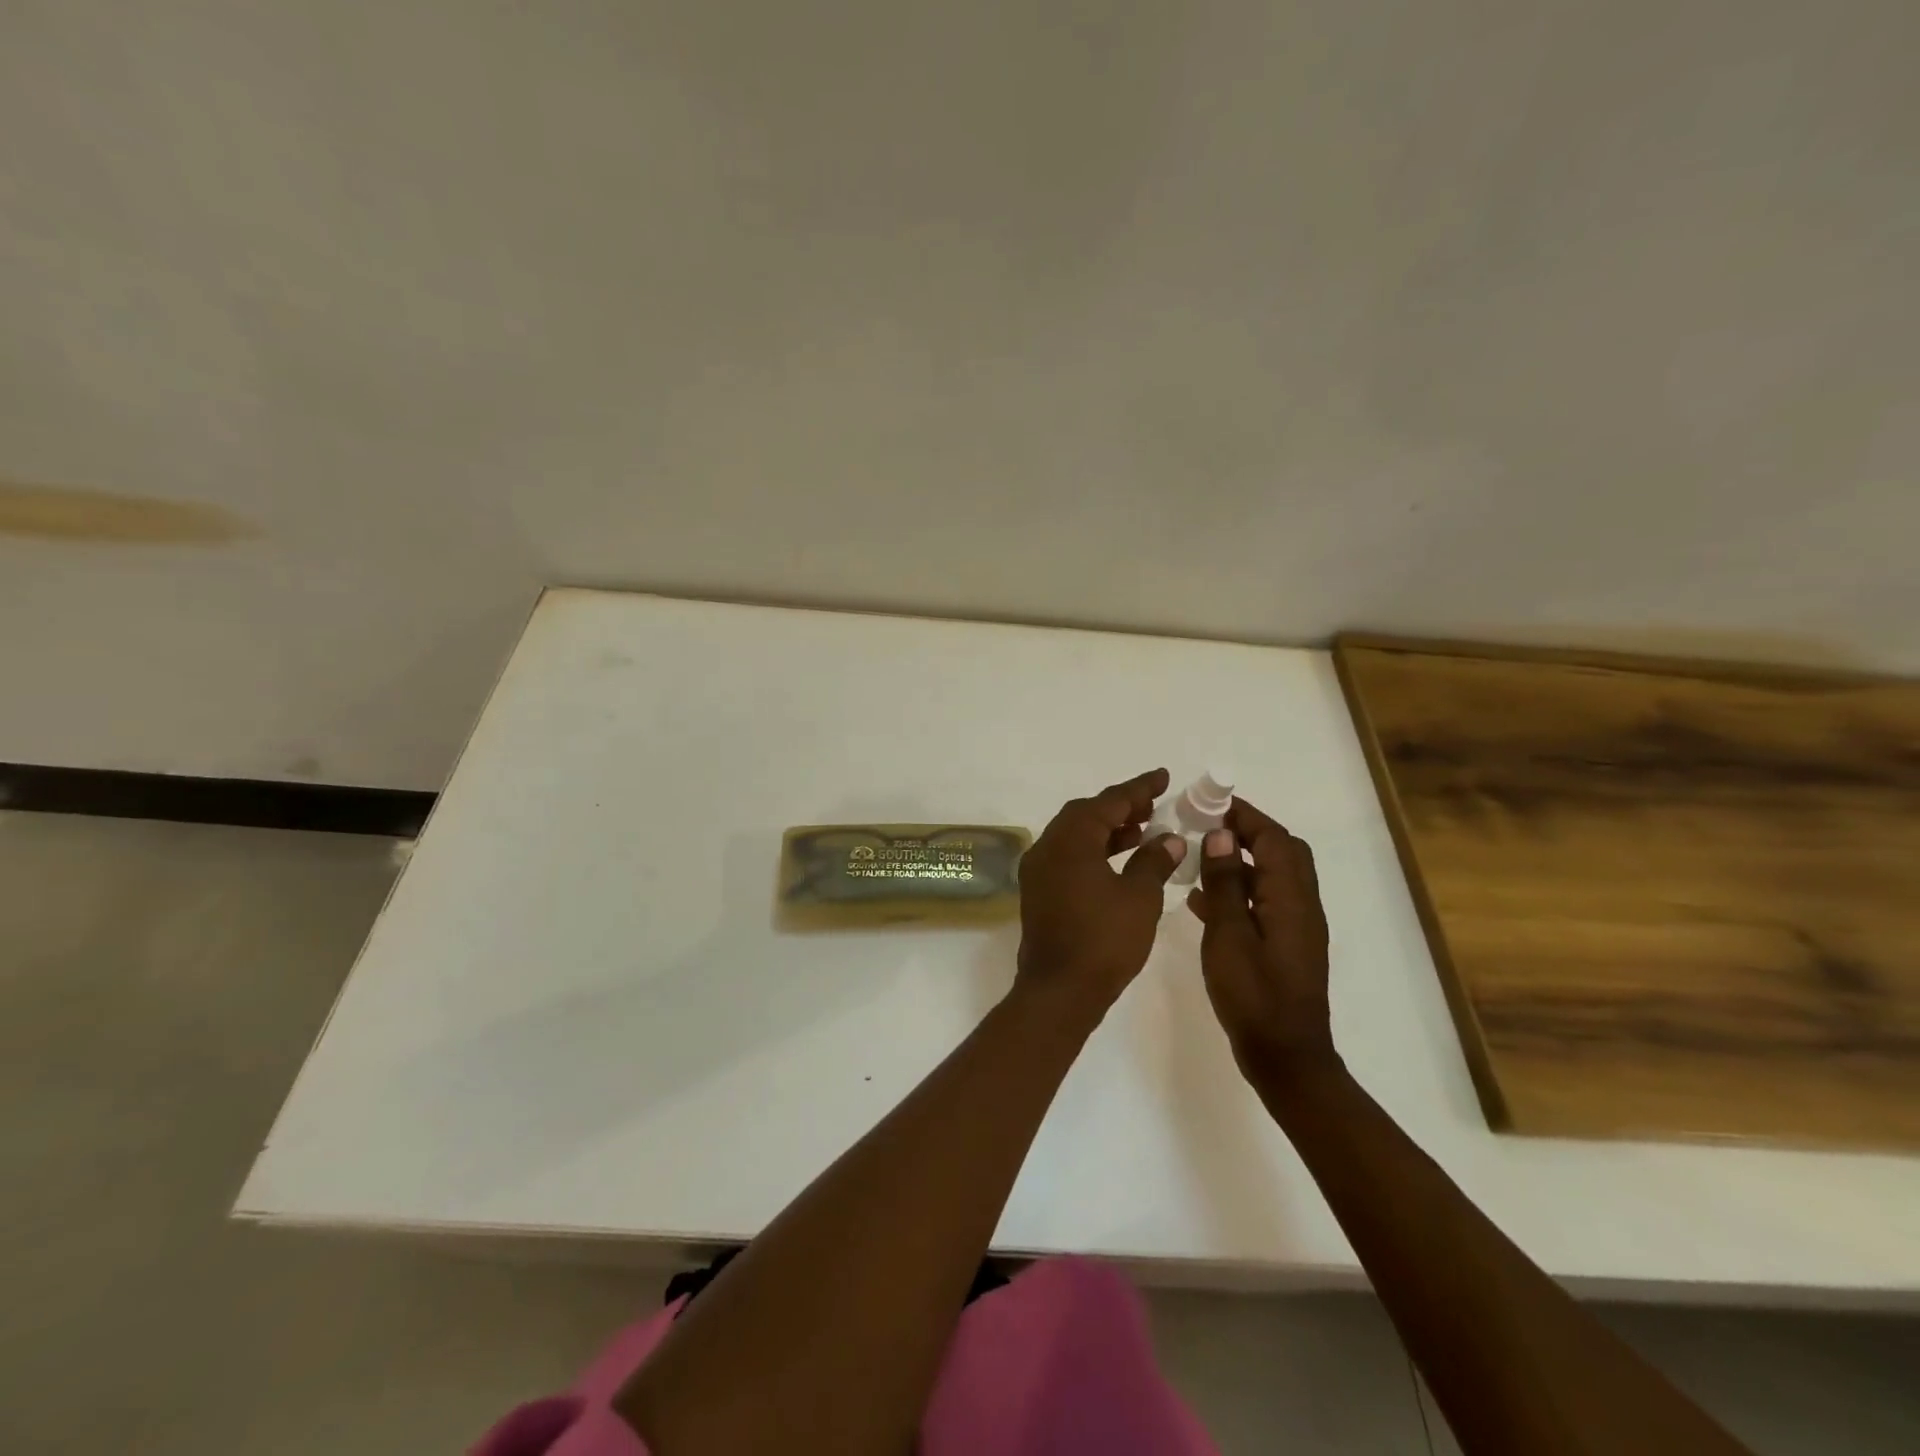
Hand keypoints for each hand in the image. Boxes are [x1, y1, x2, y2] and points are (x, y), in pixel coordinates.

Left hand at [1016, 768, 1185, 1015]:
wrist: (1059, 990)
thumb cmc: (1104, 940)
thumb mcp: (1139, 897)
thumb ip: (1154, 861)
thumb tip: (1169, 839)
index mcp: (1070, 840)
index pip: (1108, 802)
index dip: (1138, 788)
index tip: (1163, 777)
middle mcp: (1047, 846)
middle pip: (1085, 814)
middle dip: (1120, 807)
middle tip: (1153, 805)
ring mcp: (1038, 870)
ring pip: (1075, 835)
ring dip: (1107, 829)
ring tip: (1142, 831)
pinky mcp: (1038, 891)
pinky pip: (1068, 856)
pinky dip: (1093, 850)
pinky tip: (1119, 862)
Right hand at [1186, 798, 1338, 1082]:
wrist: (1284, 1056)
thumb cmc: (1254, 995)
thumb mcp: (1228, 936)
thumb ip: (1224, 884)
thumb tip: (1220, 835)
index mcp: (1290, 898)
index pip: (1273, 838)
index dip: (1244, 815)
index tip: (1209, 802)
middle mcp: (1300, 905)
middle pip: (1281, 852)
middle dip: (1246, 832)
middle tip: (1206, 825)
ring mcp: (1295, 927)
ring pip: (1271, 877)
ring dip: (1240, 859)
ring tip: (1198, 855)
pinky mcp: (1285, 945)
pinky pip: (1263, 902)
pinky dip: (1238, 890)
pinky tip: (1202, 900)